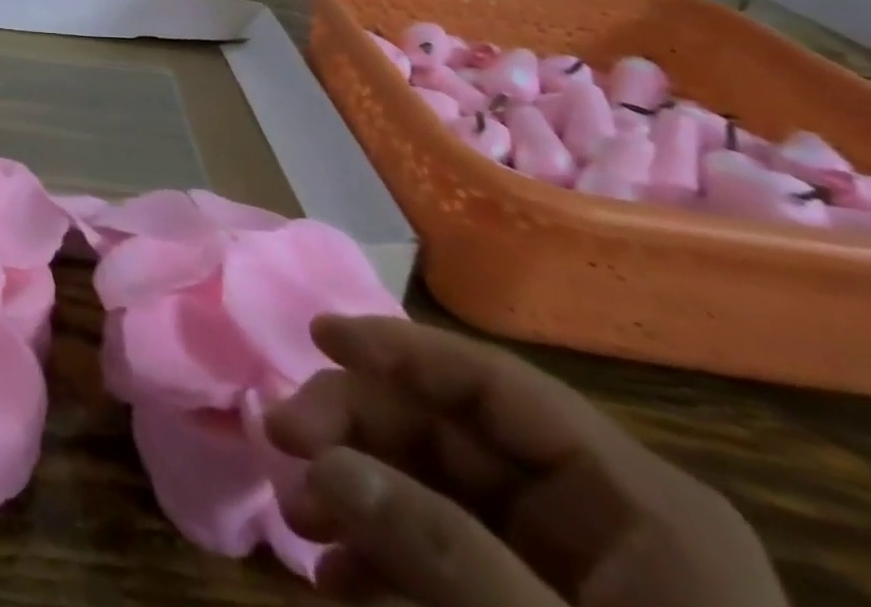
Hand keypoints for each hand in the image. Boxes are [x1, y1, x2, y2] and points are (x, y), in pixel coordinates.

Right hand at [264, 315, 786, 606]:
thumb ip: (445, 553)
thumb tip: (324, 461)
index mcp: (634, 500)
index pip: (494, 383)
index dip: (400, 348)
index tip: (316, 335)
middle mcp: (596, 513)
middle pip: (447, 428)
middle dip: (356, 429)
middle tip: (281, 439)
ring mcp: (564, 564)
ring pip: (431, 484)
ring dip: (355, 489)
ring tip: (298, 519)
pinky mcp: (532, 604)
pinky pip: (441, 549)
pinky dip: (381, 553)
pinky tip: (336, 575)